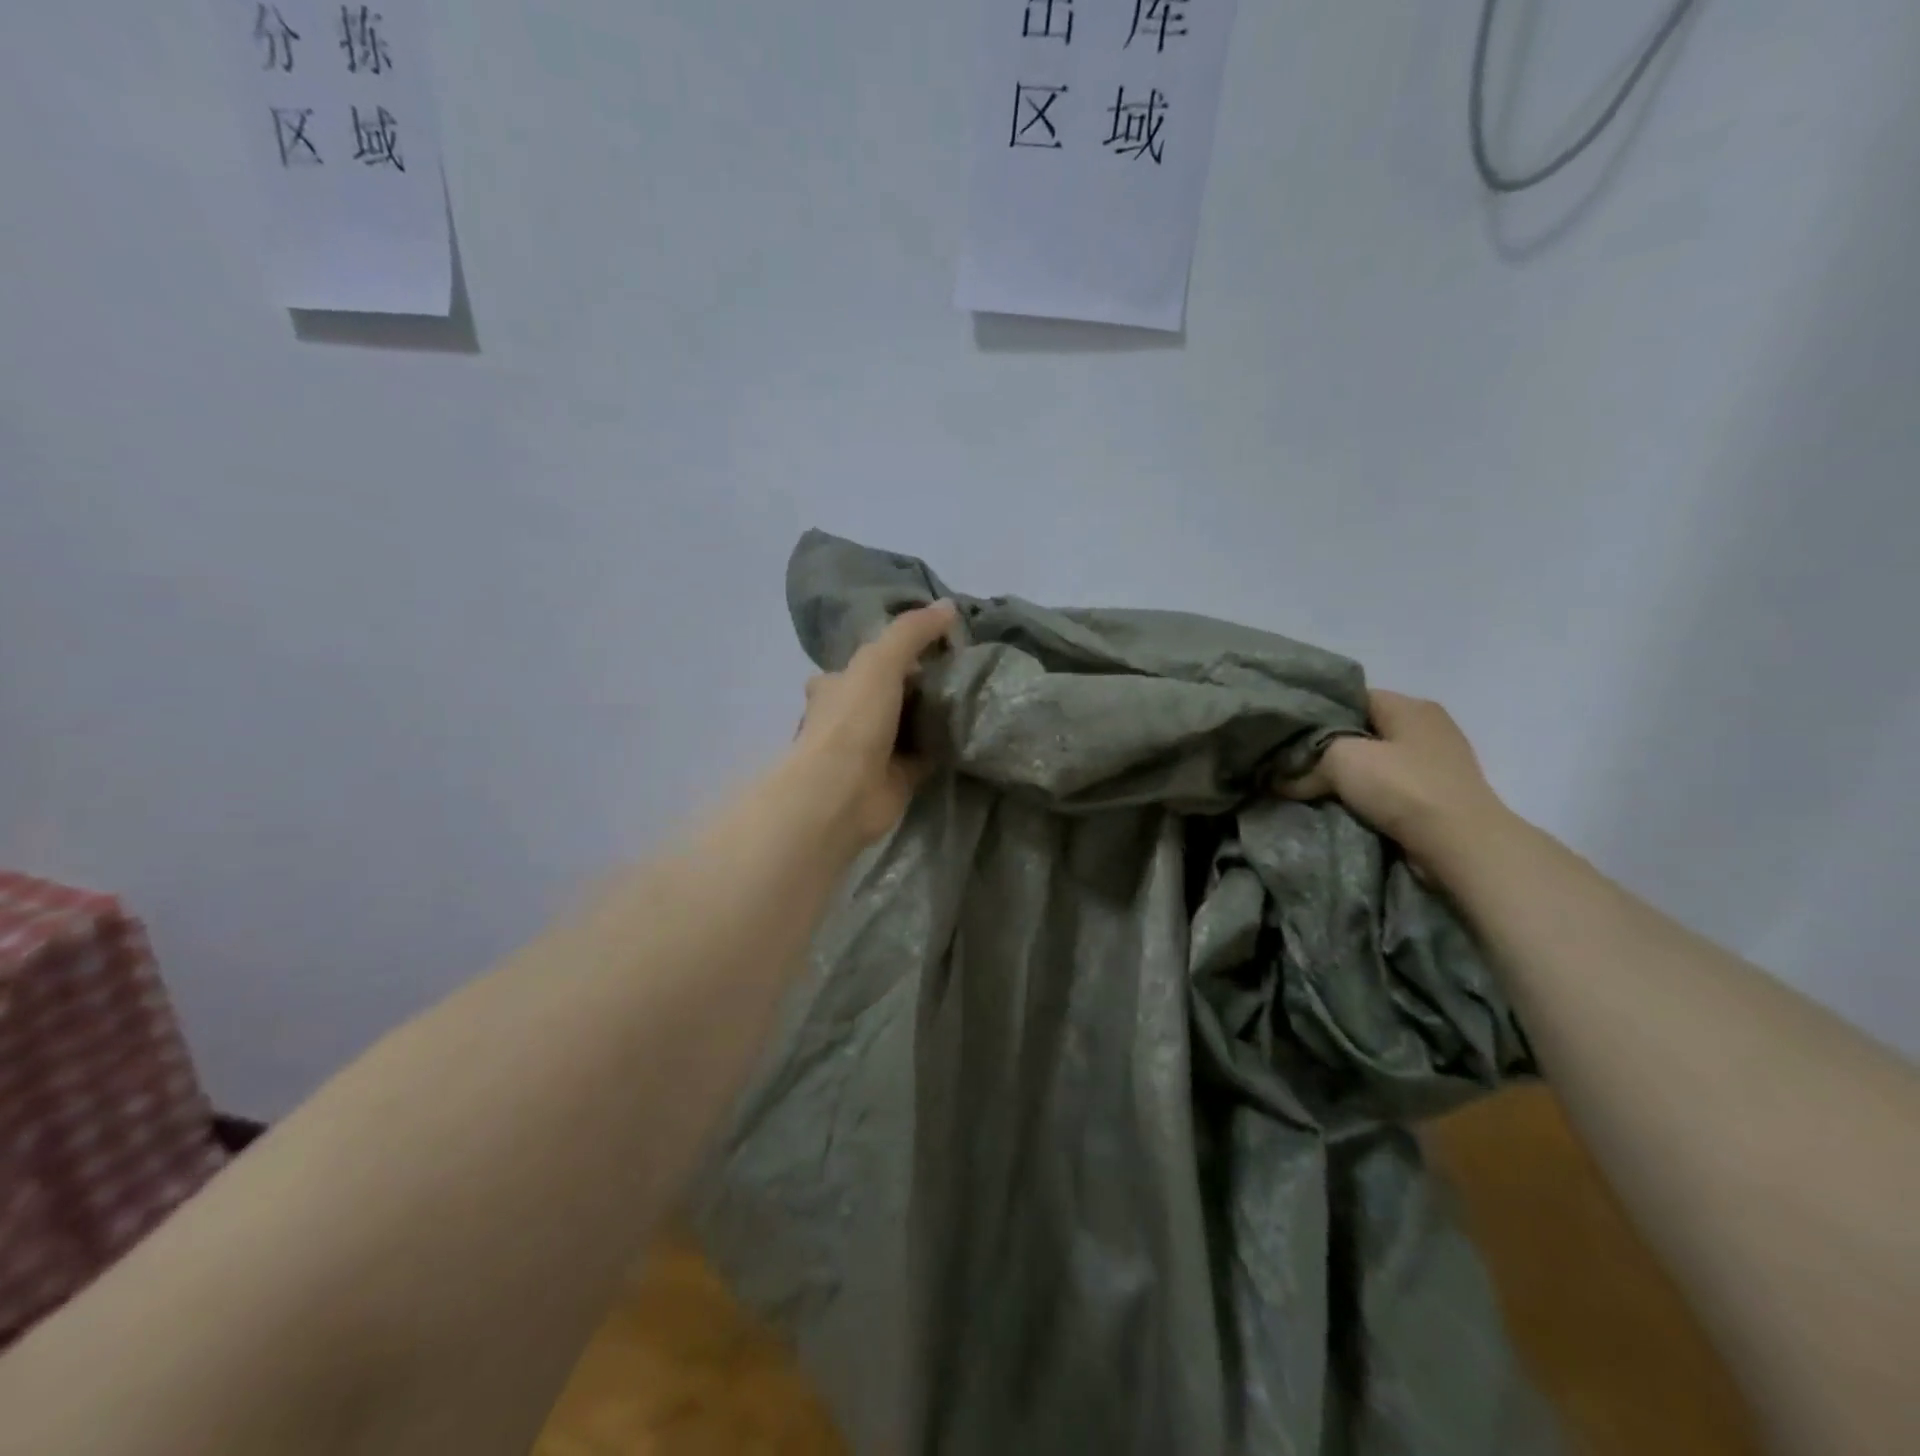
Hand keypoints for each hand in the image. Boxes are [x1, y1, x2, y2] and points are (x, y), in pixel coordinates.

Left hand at [791, 601, 958, 848]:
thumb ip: (912, 633)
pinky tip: (972, 732)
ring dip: (934, 716)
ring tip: (975, 696)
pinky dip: (945, 746)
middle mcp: (851, 716)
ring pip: (909, 725)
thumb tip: (949, 606)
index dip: (898, 650)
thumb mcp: (881, 661)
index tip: (938, 642)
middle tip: (964, 671)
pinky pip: (926, 755)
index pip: (868, 661)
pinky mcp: (896, 778)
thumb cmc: (853, 720)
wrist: (842, 792)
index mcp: (837, 685)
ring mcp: (873, 750)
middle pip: (891, 693)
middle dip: (921, 685)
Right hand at [1282, 690, 1510, 870]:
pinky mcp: (1438, 797)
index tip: (1288, 733)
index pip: (1353, 697)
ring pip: (1376, 762)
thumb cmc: (1403, 787)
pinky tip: (1342, 806)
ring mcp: (1437, 764)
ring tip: (1311, 788)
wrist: (1461, 845)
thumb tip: (1278, 781)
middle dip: (1329, 748)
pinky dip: (1367, 796)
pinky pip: (1390, 789)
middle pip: (1363, 730)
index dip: (1318, 712)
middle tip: (1293, 763)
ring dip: (1348, 776)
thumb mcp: (1340, 760)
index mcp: (1411, 706)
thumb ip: (1305, 765)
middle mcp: (1428, 728)